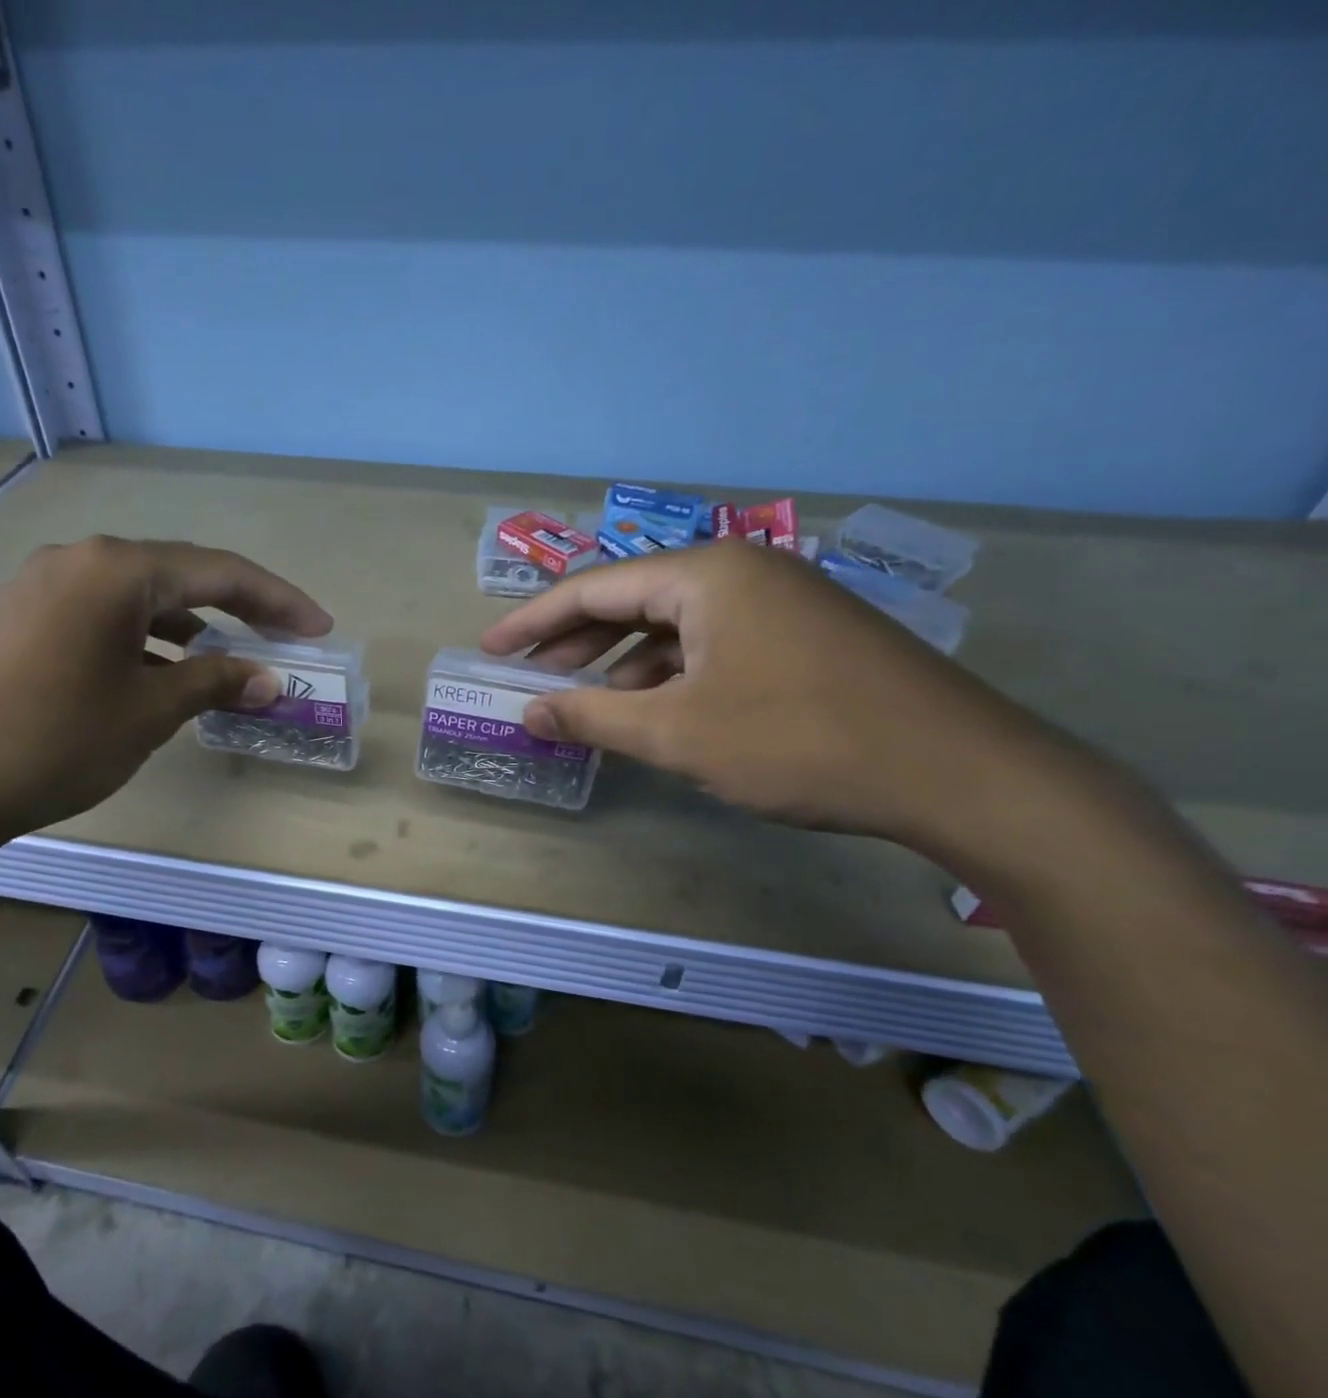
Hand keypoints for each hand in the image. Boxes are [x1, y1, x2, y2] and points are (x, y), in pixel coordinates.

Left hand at [0, 536, 330, 861]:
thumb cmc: (52, 740)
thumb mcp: (147, 712)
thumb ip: (213, 684)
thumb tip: (268, 678)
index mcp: (117, 569)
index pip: (221, 572)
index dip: (279, 601)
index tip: (319, 628)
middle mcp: (78, 561)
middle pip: (178, 576)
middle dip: (235, 610)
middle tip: (280, 641)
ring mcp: (37, 586)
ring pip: (135, 598)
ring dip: (186, 628)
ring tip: (221, 665)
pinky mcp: (13, 618)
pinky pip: (97, 616)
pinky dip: (139, 640)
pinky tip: (151, 675)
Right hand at [481, 539, 1066, 847]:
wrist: (958, 773)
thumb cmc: (799, 741)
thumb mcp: (677, 733)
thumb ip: (592, 717)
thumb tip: (528, 713)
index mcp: (705, 574)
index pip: (593, 588)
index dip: (533, 621)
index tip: (490, 649)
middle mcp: (741, 572)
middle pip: (633, 600)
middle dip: (574, 641)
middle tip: (528, 676)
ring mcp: (779, 602)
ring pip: (674, 626)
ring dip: (622, 664)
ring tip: (581, 702)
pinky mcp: (804, 636)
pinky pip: (713, 645)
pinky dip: (670, 675)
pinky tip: (653, 710)